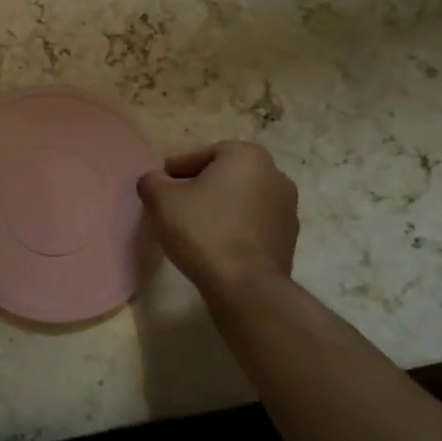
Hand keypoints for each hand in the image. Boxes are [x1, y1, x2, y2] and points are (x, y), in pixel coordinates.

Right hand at [137, 141, 298, 294]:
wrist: (245, 285)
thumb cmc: (203, 230)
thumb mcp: (161, 199)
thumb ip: (152, 181)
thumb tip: (154, 180)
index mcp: (248, 156)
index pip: (201, 155)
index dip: (175, 171)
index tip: (159, 188)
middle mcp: (275, 175)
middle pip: (223, 176)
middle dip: (199, 188)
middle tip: (173, 206)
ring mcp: (287, 209)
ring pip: (240, 200)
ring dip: (218, 208)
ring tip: (192, 228)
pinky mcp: (289, 239)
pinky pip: (252, 224)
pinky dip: (233, 228)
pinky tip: (213, 245)